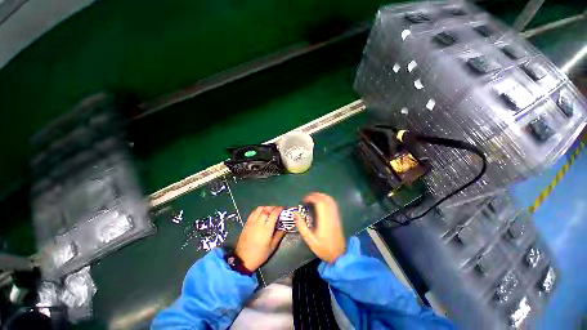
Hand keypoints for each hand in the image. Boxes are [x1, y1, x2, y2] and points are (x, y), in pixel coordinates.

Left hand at [236, 206, 285, 270]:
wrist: (243, 259)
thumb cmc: (260, 254)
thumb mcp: (272, 246)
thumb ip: (279, 235)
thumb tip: (285, 228)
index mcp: (267, 228)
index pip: (274, 214)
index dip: (279, 209)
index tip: (283, 209)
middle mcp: (259, 223)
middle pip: (266, 210)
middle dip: (273, 207)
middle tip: (277, 210)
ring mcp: (252, 222)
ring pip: (259, 209)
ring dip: (266, 207)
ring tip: (269, 210)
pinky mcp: (246, 224)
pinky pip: (253, 213)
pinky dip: (258, 210)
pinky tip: (261, 214)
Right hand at [295, 192, 345, 262]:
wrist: (339, 256)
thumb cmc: (323, 248)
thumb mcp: (310, 240)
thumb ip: (302, 226)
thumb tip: (295, 214)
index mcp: (324, 220)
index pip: (320, 203)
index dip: (312, 198)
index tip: (304, 200)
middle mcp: (331, 216)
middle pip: (325, 199)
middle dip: (315, 195)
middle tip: (307, 198)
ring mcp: (336, 216)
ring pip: (330, 200)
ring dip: (321, 196)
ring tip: (313, 198)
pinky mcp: (337, 217)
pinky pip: (333, 204)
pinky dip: (326, 199)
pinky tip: (321, 202)